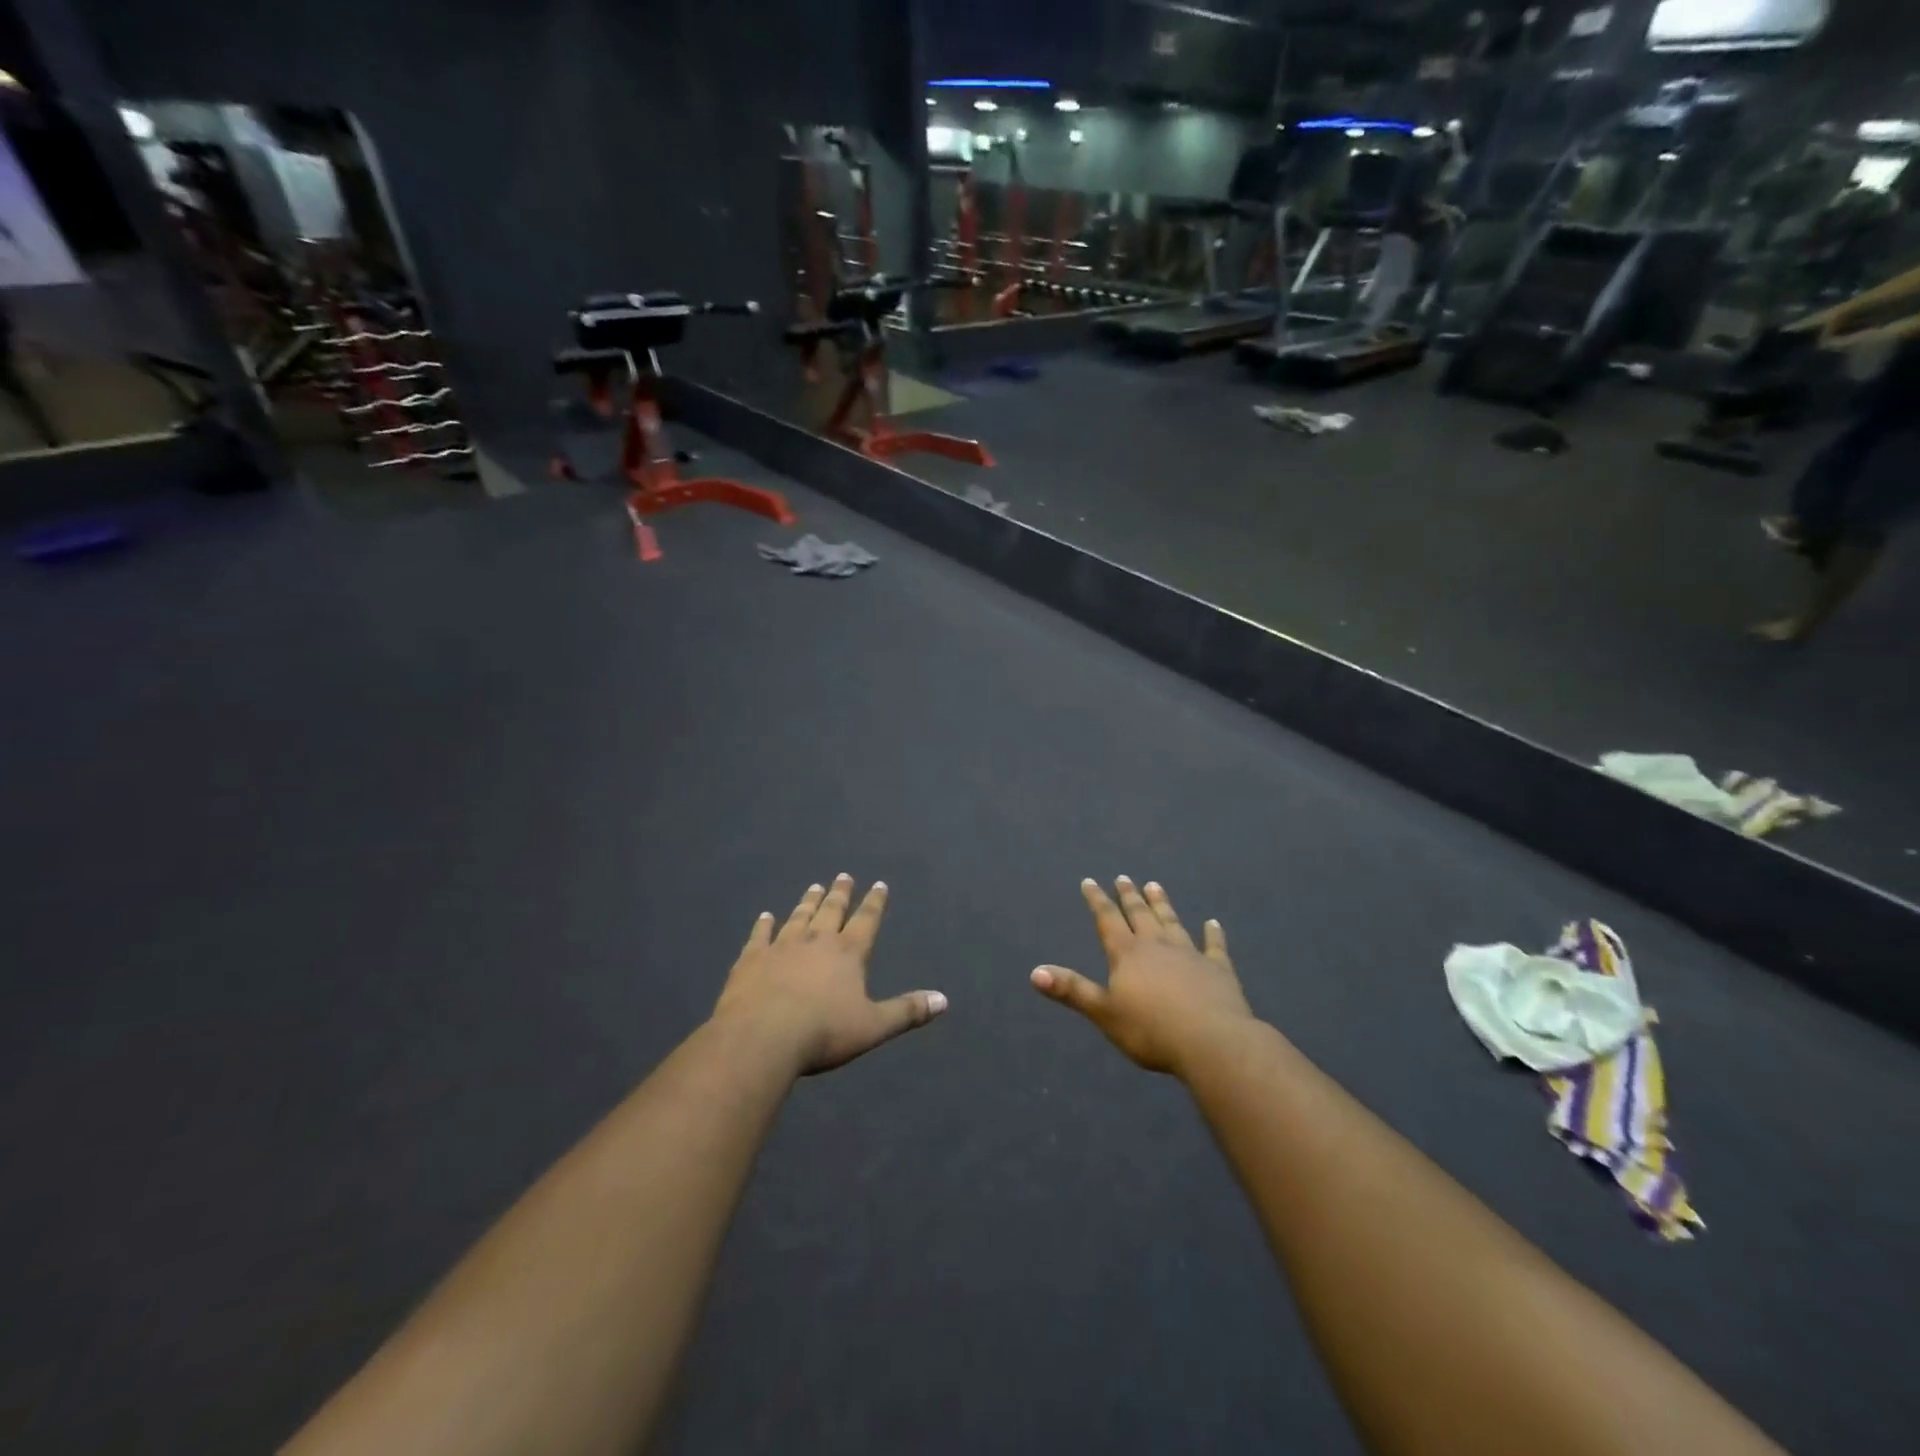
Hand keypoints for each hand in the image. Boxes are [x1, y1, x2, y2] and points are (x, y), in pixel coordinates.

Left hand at [713, 875, 946, 1074]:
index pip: (866, 920)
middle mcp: (816, 941)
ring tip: (815, 887)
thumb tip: (944, 1000)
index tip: (879, 884)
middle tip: (843, 876)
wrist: (762, 1037)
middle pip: (832, 911)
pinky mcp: (752, 959)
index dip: (875, 902)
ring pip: (799, 917)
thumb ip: (907, 1011)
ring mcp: (781, 946)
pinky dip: (763, 925)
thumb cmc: (823, 1032)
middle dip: (840, 893)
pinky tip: (765, 916)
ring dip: (808, 902)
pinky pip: (760, 936)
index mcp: (848, 953)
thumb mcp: (873, 1026)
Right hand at [1030, 877, 1256, 1076]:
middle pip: (1140, 915)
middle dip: (1129, 896)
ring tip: (1155, 885)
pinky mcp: (1218, 970)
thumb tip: (1034, 973)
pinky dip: (1213, 934)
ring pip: (1172, 922)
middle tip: (1124, 877)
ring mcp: (1190, 955)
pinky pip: (1214, 946)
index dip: (1097, 900)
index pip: (1107, 920)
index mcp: (1127, 954)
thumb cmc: (1151, 1030)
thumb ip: (1072, 990)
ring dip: (1162, 904)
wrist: (1211, 1041)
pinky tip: (1213, 923)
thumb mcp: (1104, 1012)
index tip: (1089, 881)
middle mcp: (1157, 946)